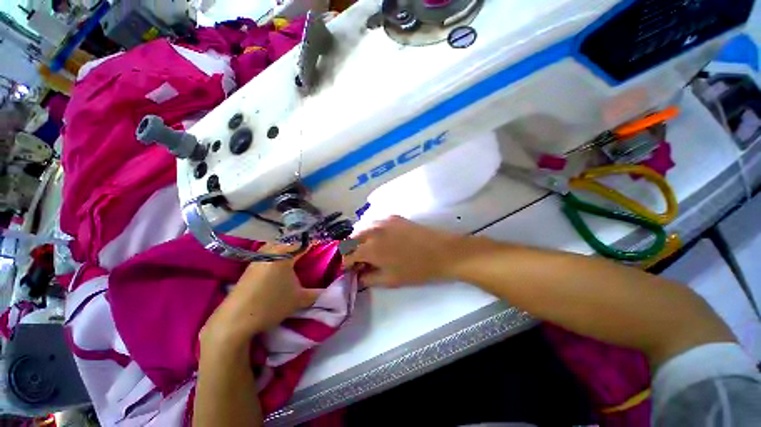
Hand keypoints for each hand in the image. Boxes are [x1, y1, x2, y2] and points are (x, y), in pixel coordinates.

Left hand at [201, 245, 321, 347]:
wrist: (234, 320)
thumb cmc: (270, 305)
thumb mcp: (299, 300)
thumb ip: (317, 293)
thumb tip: (331, 289)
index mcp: (284, 254)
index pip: (305, 242)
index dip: (318, 242)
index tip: (328, 245)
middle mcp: (271, 250)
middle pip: (292, 240)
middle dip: (305, 242)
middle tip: (315, 250)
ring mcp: (259, 256)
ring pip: (280, 245)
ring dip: (292, 247)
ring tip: (302, 255)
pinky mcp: (252, 264)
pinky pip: (271, 251)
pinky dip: (281, 253)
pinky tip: (284, 263)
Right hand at [344, 216, 464, 286]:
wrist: (441, 251)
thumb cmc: (416, 269)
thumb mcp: (390, 280)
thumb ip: (368, 278)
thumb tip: (357, 276)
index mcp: (370, 248)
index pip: (348, 255)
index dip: (346, 264)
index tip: (350, 270)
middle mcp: (372, 231)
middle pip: (351, 238)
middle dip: (351, 249)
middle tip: (359, 260)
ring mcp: (383, 221)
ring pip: (362, 227)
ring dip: (359, 238)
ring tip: (367, 248)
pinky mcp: (393, 216)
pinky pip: (374, 221)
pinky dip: (371, 230)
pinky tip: (379, 238)